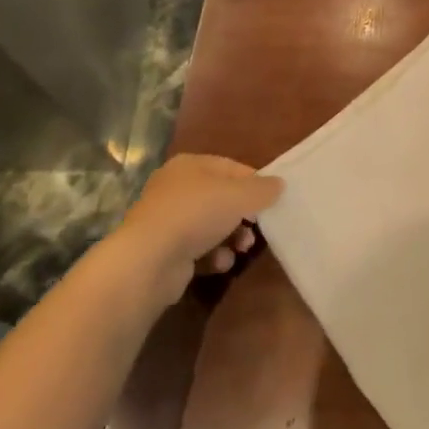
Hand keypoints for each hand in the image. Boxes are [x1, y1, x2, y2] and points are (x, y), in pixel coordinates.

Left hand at [118, 154, 281, 303]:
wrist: (149, 260)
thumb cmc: (197, 213)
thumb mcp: (239, 195)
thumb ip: (262, 189)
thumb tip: (279, 184)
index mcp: (190, 165)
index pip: (231, 168)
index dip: (254, 183)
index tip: (271, 201)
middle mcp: (176, 188)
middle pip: (222, 198)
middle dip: (244, 216)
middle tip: (257, 229)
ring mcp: (168, 220)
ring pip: (211, 226)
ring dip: (232, 238)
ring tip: (242, 249)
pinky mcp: (165, 250)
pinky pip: (198, 249)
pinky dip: (213, 256)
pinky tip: (219, 263)